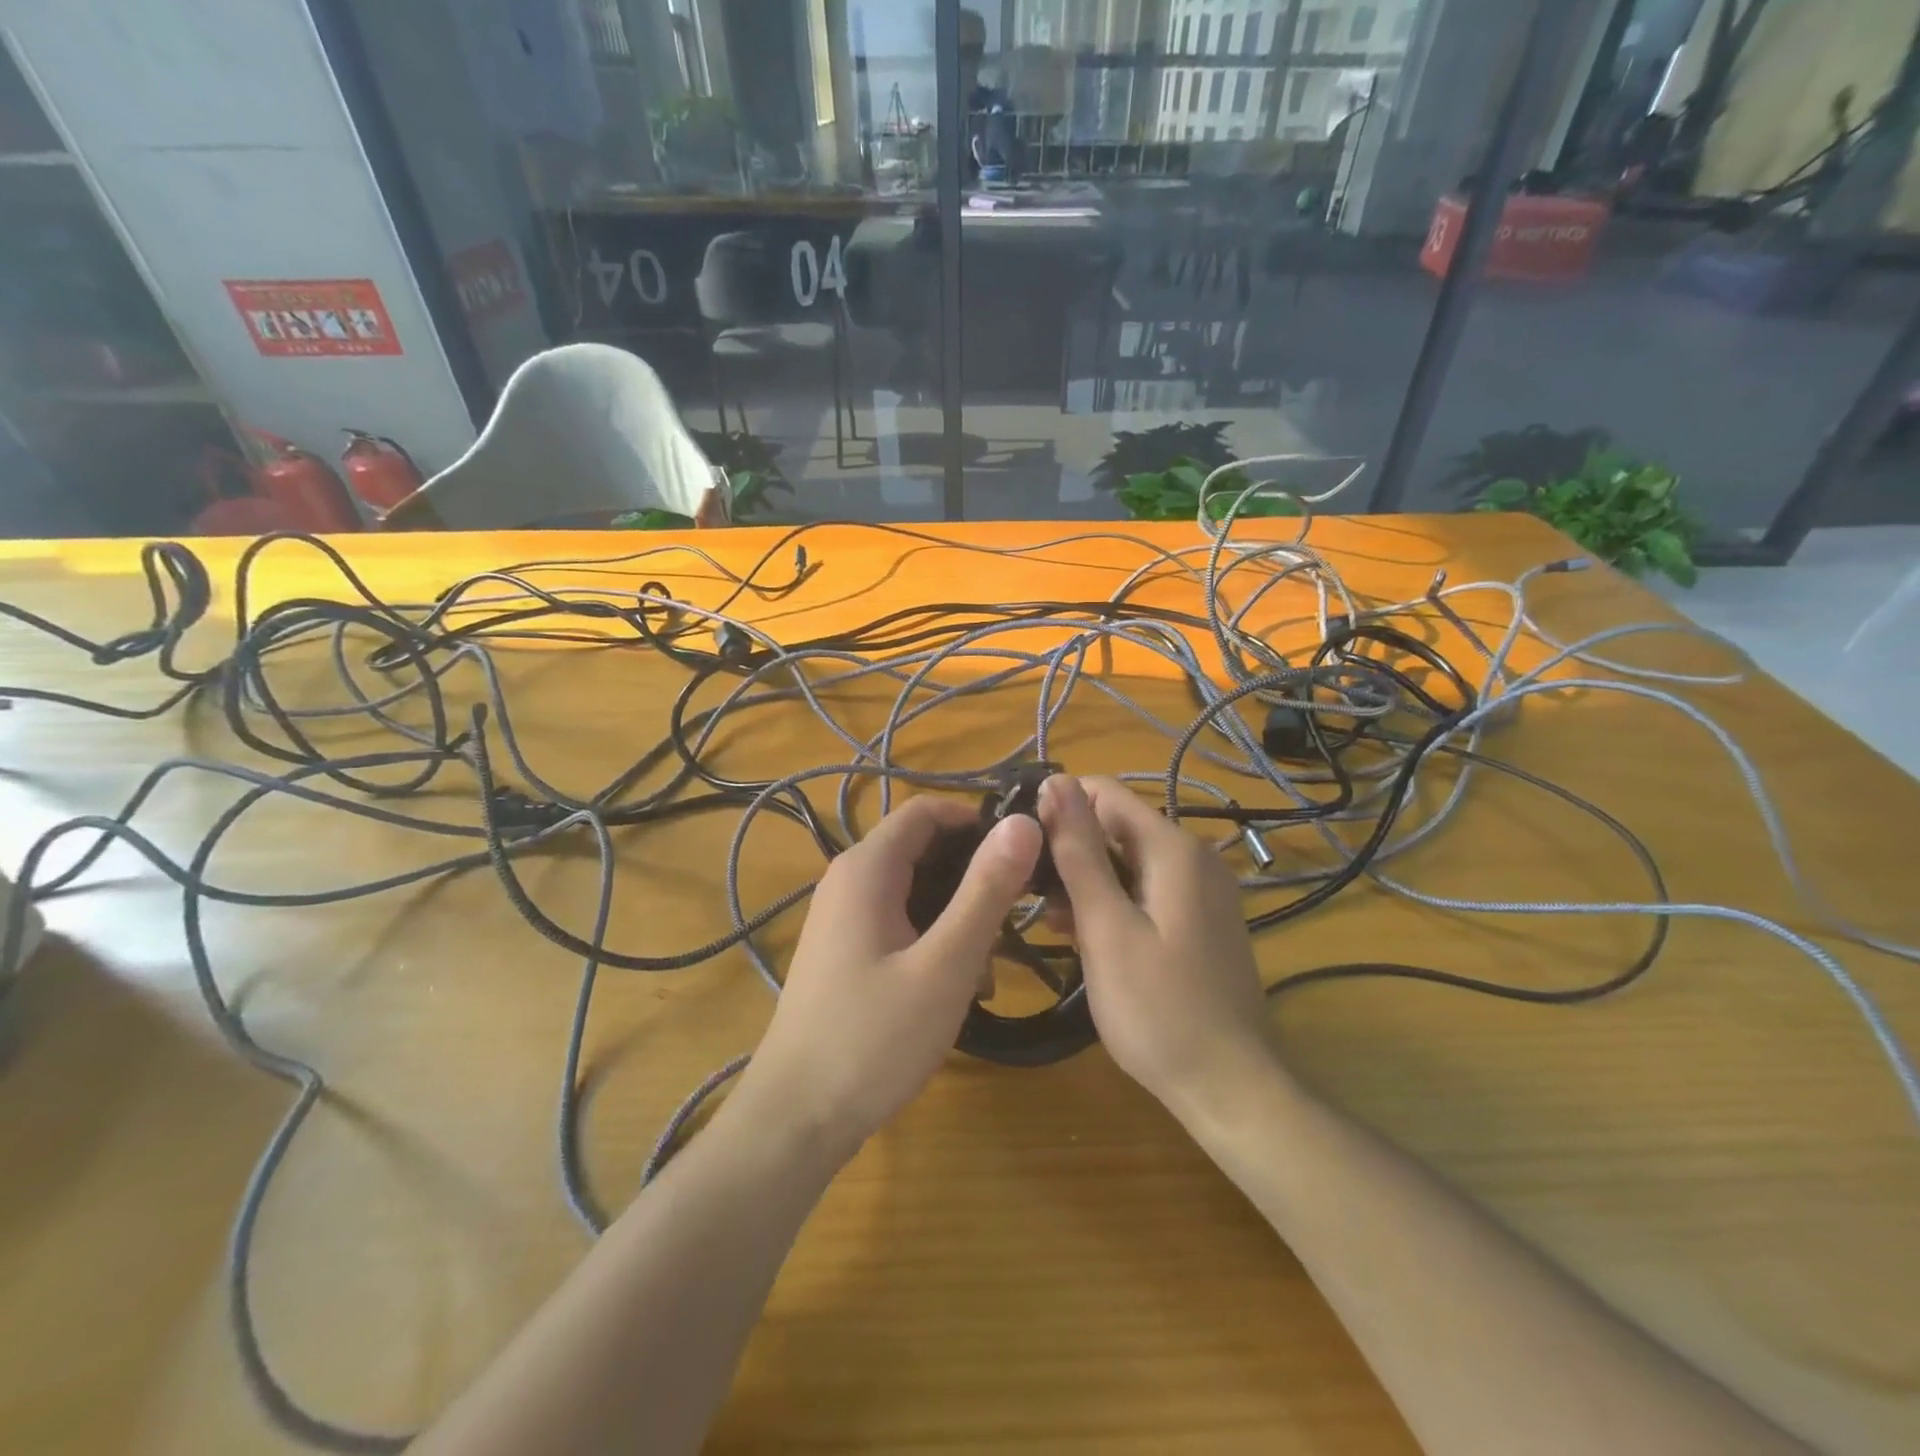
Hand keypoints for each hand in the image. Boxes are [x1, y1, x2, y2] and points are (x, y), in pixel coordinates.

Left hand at [736, 795, 1041, 1158]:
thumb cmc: (874, 1039)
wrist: (796, 1119)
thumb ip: (986, 890)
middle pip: (923, 850)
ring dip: (959, 915)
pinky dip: (935, 939)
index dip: (978, 820)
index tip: (1024, 853)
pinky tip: (961, 987)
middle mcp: (849, 880)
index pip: (927, 811)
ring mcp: (844, 917)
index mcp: (867, 868)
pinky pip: (901, 923)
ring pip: (916, 890)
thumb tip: (1023, 823)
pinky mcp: (847, 951)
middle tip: (1017, 916)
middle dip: (974, 876)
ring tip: (992, 966)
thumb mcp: (945, 964)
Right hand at [1038, 775, 1278, 1120]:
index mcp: (1174, 849)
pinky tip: (1079, 933)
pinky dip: (1110, 902)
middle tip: (1026, 888)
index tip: (1020, 840)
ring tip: (1045, 918)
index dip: (1058, 806)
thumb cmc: (1158, 1008)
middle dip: (1070, 849)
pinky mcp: (1198, 920)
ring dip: (1085, 880)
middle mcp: (1194, 857)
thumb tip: (1055, 781)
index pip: (1105, 793)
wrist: (1229, 1087)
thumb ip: (1080, 851)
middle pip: (1117, 827)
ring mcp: (1201, 890)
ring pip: (1127, 862)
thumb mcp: (1106, 926)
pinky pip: (1144, 891)